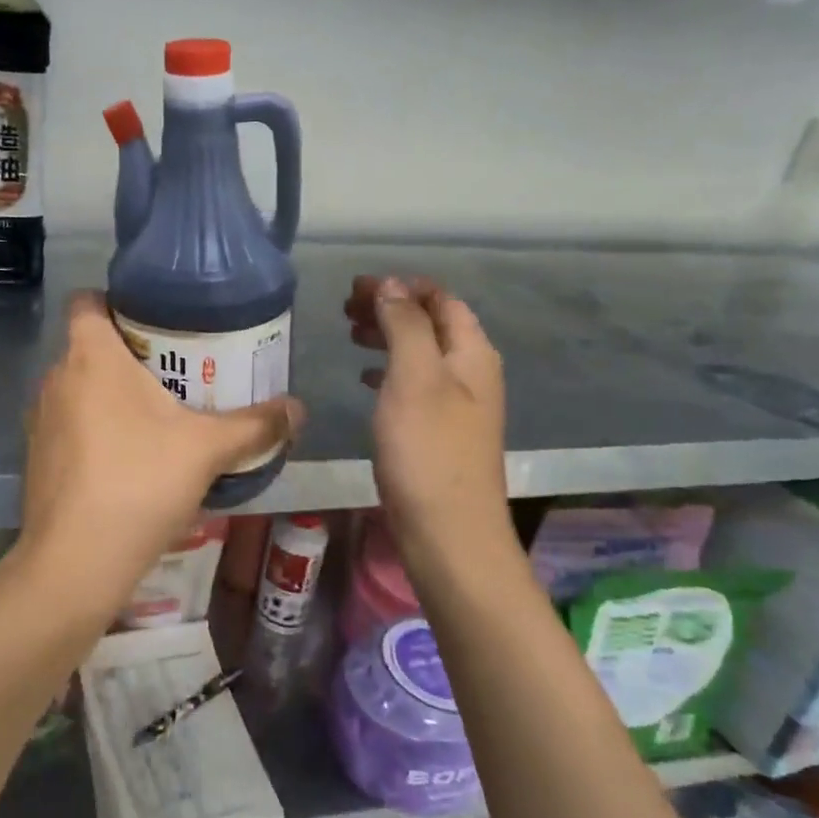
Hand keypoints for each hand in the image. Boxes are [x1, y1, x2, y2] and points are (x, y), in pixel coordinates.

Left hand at [17, 293, 303, 611]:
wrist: (76, 563)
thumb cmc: (140, 483)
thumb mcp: (207, 450)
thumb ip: (255, 425)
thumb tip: (299, 409)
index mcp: (91, 356)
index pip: (86, 300)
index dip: (115, 300)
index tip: (154, 319)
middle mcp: (56, 378)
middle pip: (88, 345)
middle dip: (128, 353)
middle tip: (175, 369)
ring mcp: (40, 420)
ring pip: (78, 388)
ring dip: (110, 394)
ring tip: (157, 414)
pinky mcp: (37, 458)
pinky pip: (69, 424)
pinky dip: (95, 429)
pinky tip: (128, 459)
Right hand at [347, 276, 507, 564]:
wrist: (449, 533)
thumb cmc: (428, 449)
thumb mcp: (414, 377)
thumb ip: (404, 325)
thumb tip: (391, 284)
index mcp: (471, 352)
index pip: (440, 299)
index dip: (401, 285)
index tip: (356, 286)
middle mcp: (471, 373)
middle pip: (432, 323)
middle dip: (392, 307)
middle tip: (347, 308)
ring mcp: (458, 405)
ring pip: (421, 352)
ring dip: (388, 336)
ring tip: (351, 334)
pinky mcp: (439, 431)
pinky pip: (414, 383)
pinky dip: (389, 370)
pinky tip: (366, 378)